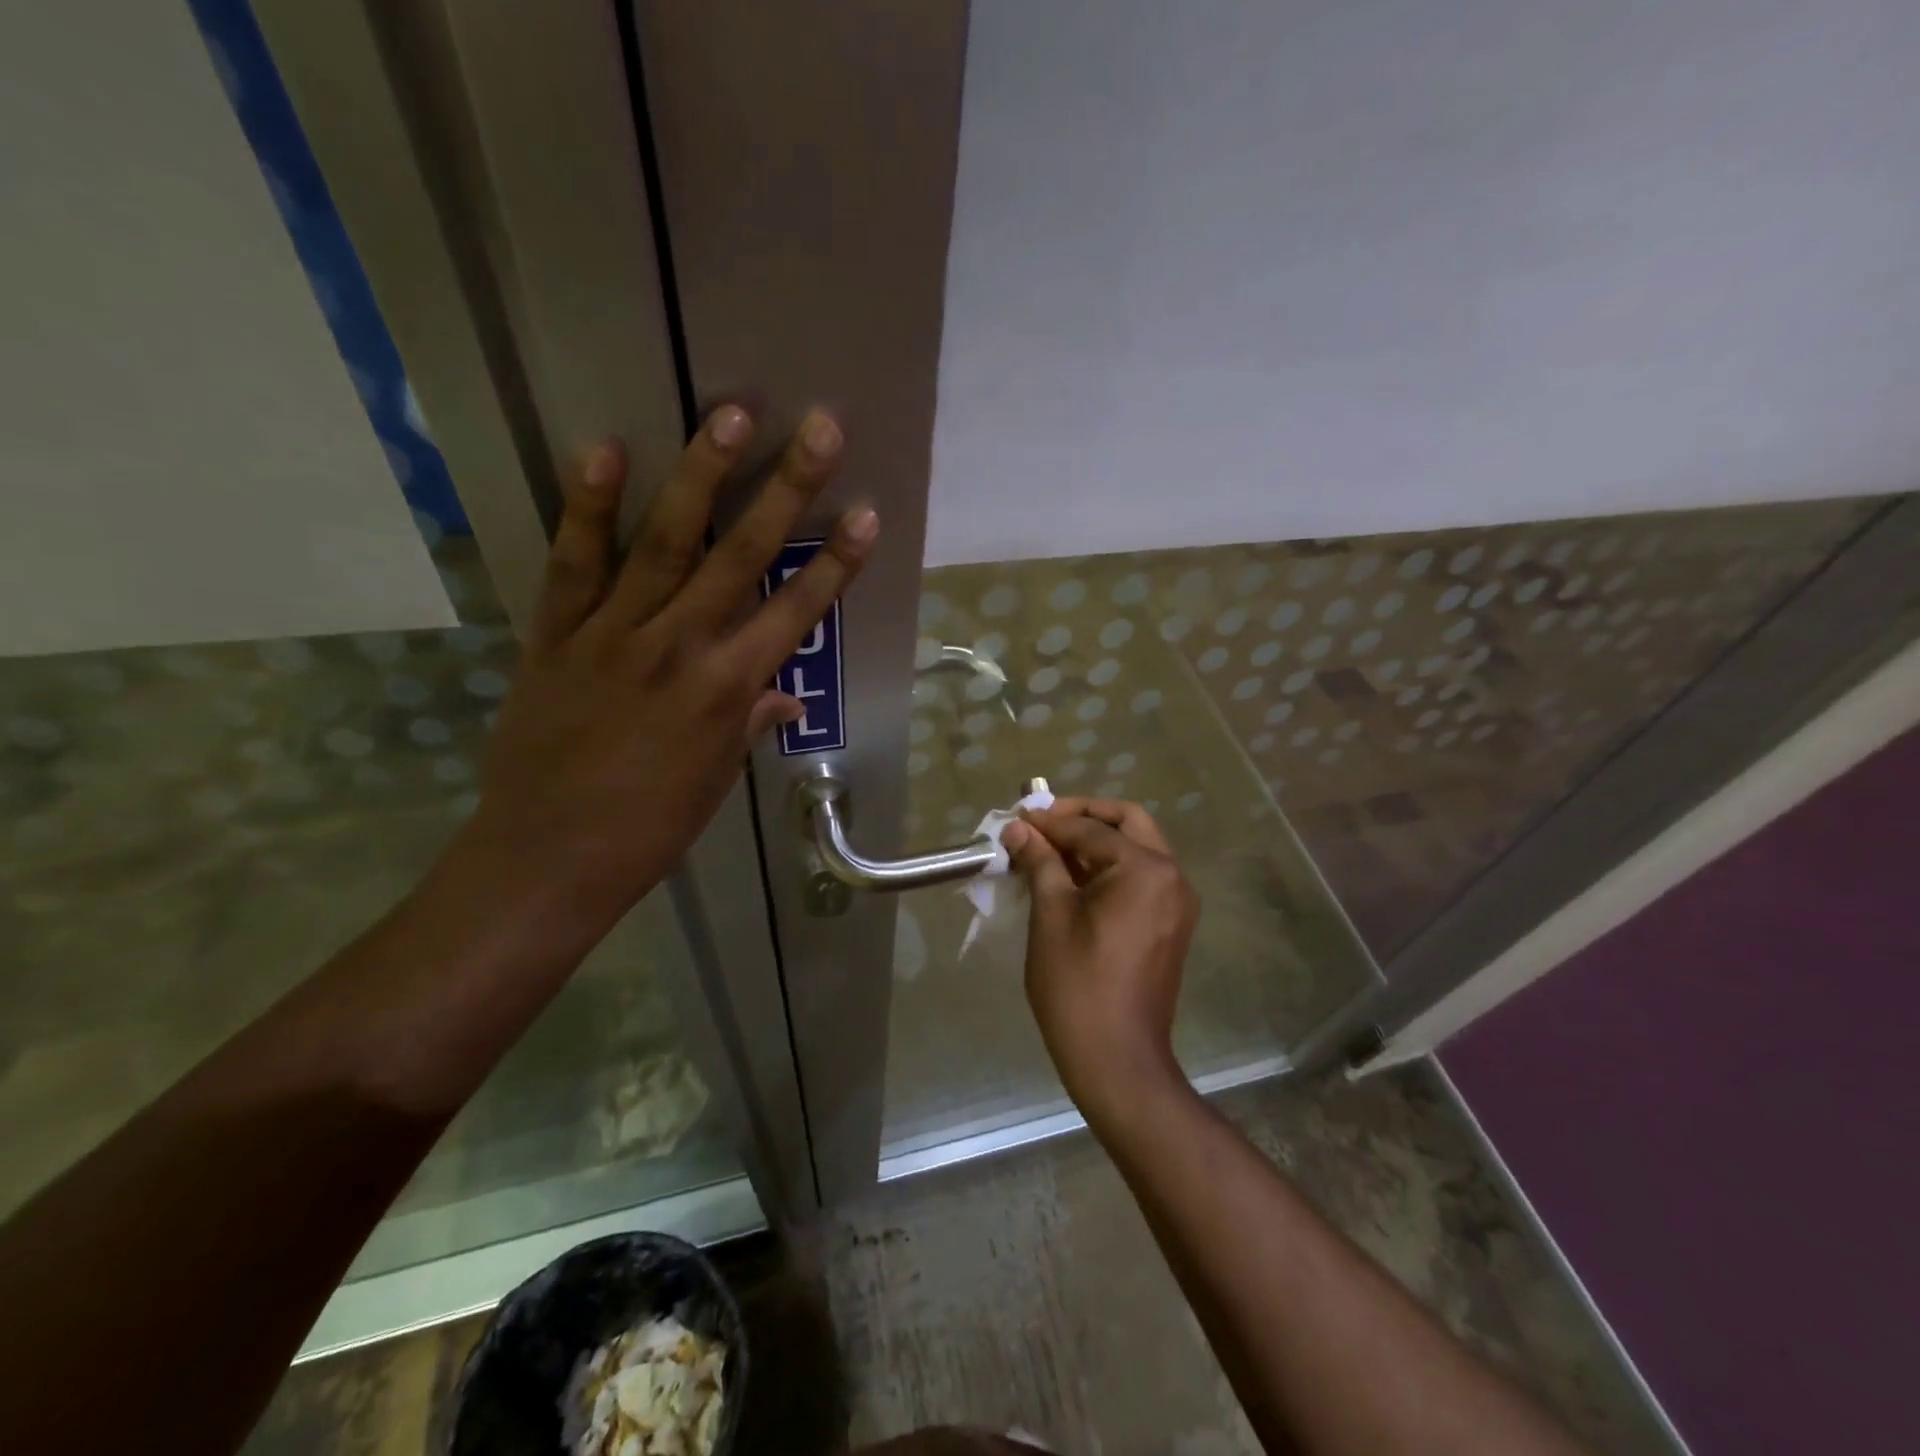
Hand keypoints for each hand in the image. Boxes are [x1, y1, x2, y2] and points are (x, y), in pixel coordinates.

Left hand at [463, 405, 875, 929]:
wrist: (546, 859)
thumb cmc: (647, 830)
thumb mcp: (715, 781)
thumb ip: (749, 722)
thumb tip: (784, 693)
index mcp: (726, 690)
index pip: (795, 613)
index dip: (836, 564)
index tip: (868, 514)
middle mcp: (679, 647)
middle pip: (742, 557)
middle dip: (787, 490)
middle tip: (819, 427)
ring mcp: (613, 634)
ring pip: (665, 543)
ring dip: (702, 475)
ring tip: (732, 412)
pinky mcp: (556, 635)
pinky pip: (574, 563)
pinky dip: (588, 507)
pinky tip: (606, 449)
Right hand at [1003, 798, 1198, 1123]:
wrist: (1117, 1059)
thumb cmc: (1077, 985)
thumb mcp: (1050, 916)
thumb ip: (1039, 862)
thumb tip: (1019, 829)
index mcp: (1145, 869)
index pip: (1091, 829)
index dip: (1049, 822)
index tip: (1016, 819)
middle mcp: (1171, 876)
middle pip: (1128, 823)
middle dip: (1084, 817)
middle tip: (1043, 823)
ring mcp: (1176, 901)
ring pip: (1137, 849)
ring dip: (1096, 841)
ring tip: (1050, 850)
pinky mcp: (1171, 924)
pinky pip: (1141, 877)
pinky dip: (1109, 868)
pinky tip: (1072, 878)